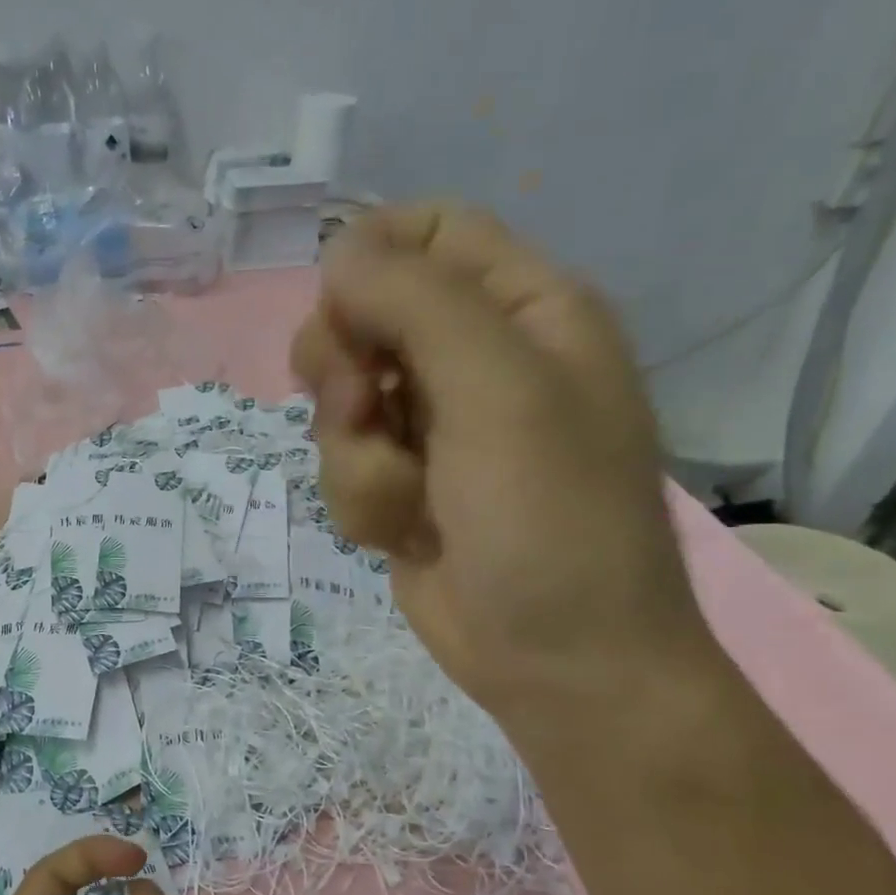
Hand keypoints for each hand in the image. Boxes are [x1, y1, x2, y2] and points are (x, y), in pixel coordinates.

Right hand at [291, 204, 715, 719]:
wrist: (557, 662)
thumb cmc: (550, 520)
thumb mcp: (499, 392)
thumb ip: (417, 303)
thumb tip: (338, 251)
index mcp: (525, 312)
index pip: (431, 233)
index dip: (372, 257)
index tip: (340, 308)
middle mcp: (476, 361)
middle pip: (365, 315)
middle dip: (344, 368)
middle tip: (362, 408)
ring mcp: (433, 429)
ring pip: (340, 402)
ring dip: (355, 453)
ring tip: (407, 496)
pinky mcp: (401, 485)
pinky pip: (343, 464)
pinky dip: (362, 499)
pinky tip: (404, 533)